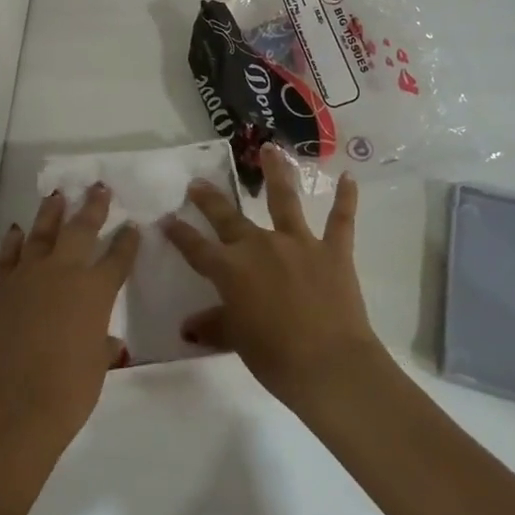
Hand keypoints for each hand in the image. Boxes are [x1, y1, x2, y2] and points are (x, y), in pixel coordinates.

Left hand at [0, 186, 140, 449]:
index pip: (118, 257)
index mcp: (95, 291)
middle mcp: (64, 271)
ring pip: (42, 231)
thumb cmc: (68, 392)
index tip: (132, 226)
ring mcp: (28, 274)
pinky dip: (14, 240)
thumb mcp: (96, 367)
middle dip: (93, 206)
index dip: (127, 241)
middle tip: (98, 187)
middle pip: (82, 229)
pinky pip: (8, 254)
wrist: (14, 406)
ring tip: (58, 195)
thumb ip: (102, 345)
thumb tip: (107, 340)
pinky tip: (18, 230)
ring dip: (52, 211)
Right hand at [162, 143, 381, 410]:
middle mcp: (260, 246)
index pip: (197, 248)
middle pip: (229, 217)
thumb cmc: (276, 358)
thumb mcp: (238, 341)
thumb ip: (215, 325)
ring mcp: (298, 243)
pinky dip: (346, 199)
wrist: (330, 366)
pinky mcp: (333, 251)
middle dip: (211, 199)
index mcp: (232, 269)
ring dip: (277, 172)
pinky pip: (340, 221)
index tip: (166, 219)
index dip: (180, 234)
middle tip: (198, 183)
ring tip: (271, 148)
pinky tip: (349, 177)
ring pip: (284, 200)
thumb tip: (188, 326)